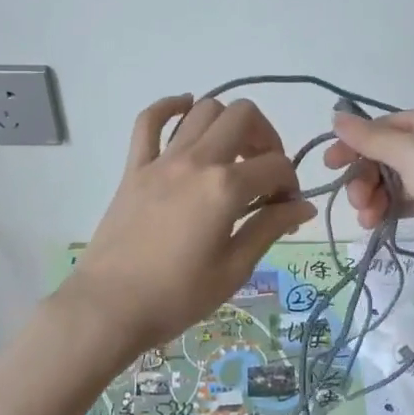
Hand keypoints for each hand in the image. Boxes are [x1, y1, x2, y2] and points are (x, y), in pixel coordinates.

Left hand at [57, 95, 315, 362]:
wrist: (109, 307)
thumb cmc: (177, 296)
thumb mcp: (234, 269)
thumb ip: (269, 228)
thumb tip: (304, 205)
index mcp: (225, 188)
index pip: (276, 165)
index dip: (290, 183)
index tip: (286, 208)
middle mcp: (196, 161)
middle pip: (243, 116)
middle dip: (266, 137)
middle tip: (264, 172)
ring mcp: (162, 160)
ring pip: (203, 110)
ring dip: (227, 122)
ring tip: (232, 152)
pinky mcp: (134, 167)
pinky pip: (149, 121)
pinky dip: (169, 107)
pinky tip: (185, 110)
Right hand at [324, 106, 413, 296]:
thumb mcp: (411, 155)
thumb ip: (371, 138)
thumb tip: (337, 117)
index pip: (385, 125)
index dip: (355, 143)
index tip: (330, 165)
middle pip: (388, 154)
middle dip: (366, 176)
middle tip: (356, 201)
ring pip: (396, 179)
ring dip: (375, 196)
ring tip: (367, 219)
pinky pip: (409, 200)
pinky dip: (391, 208)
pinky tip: (378, 223)